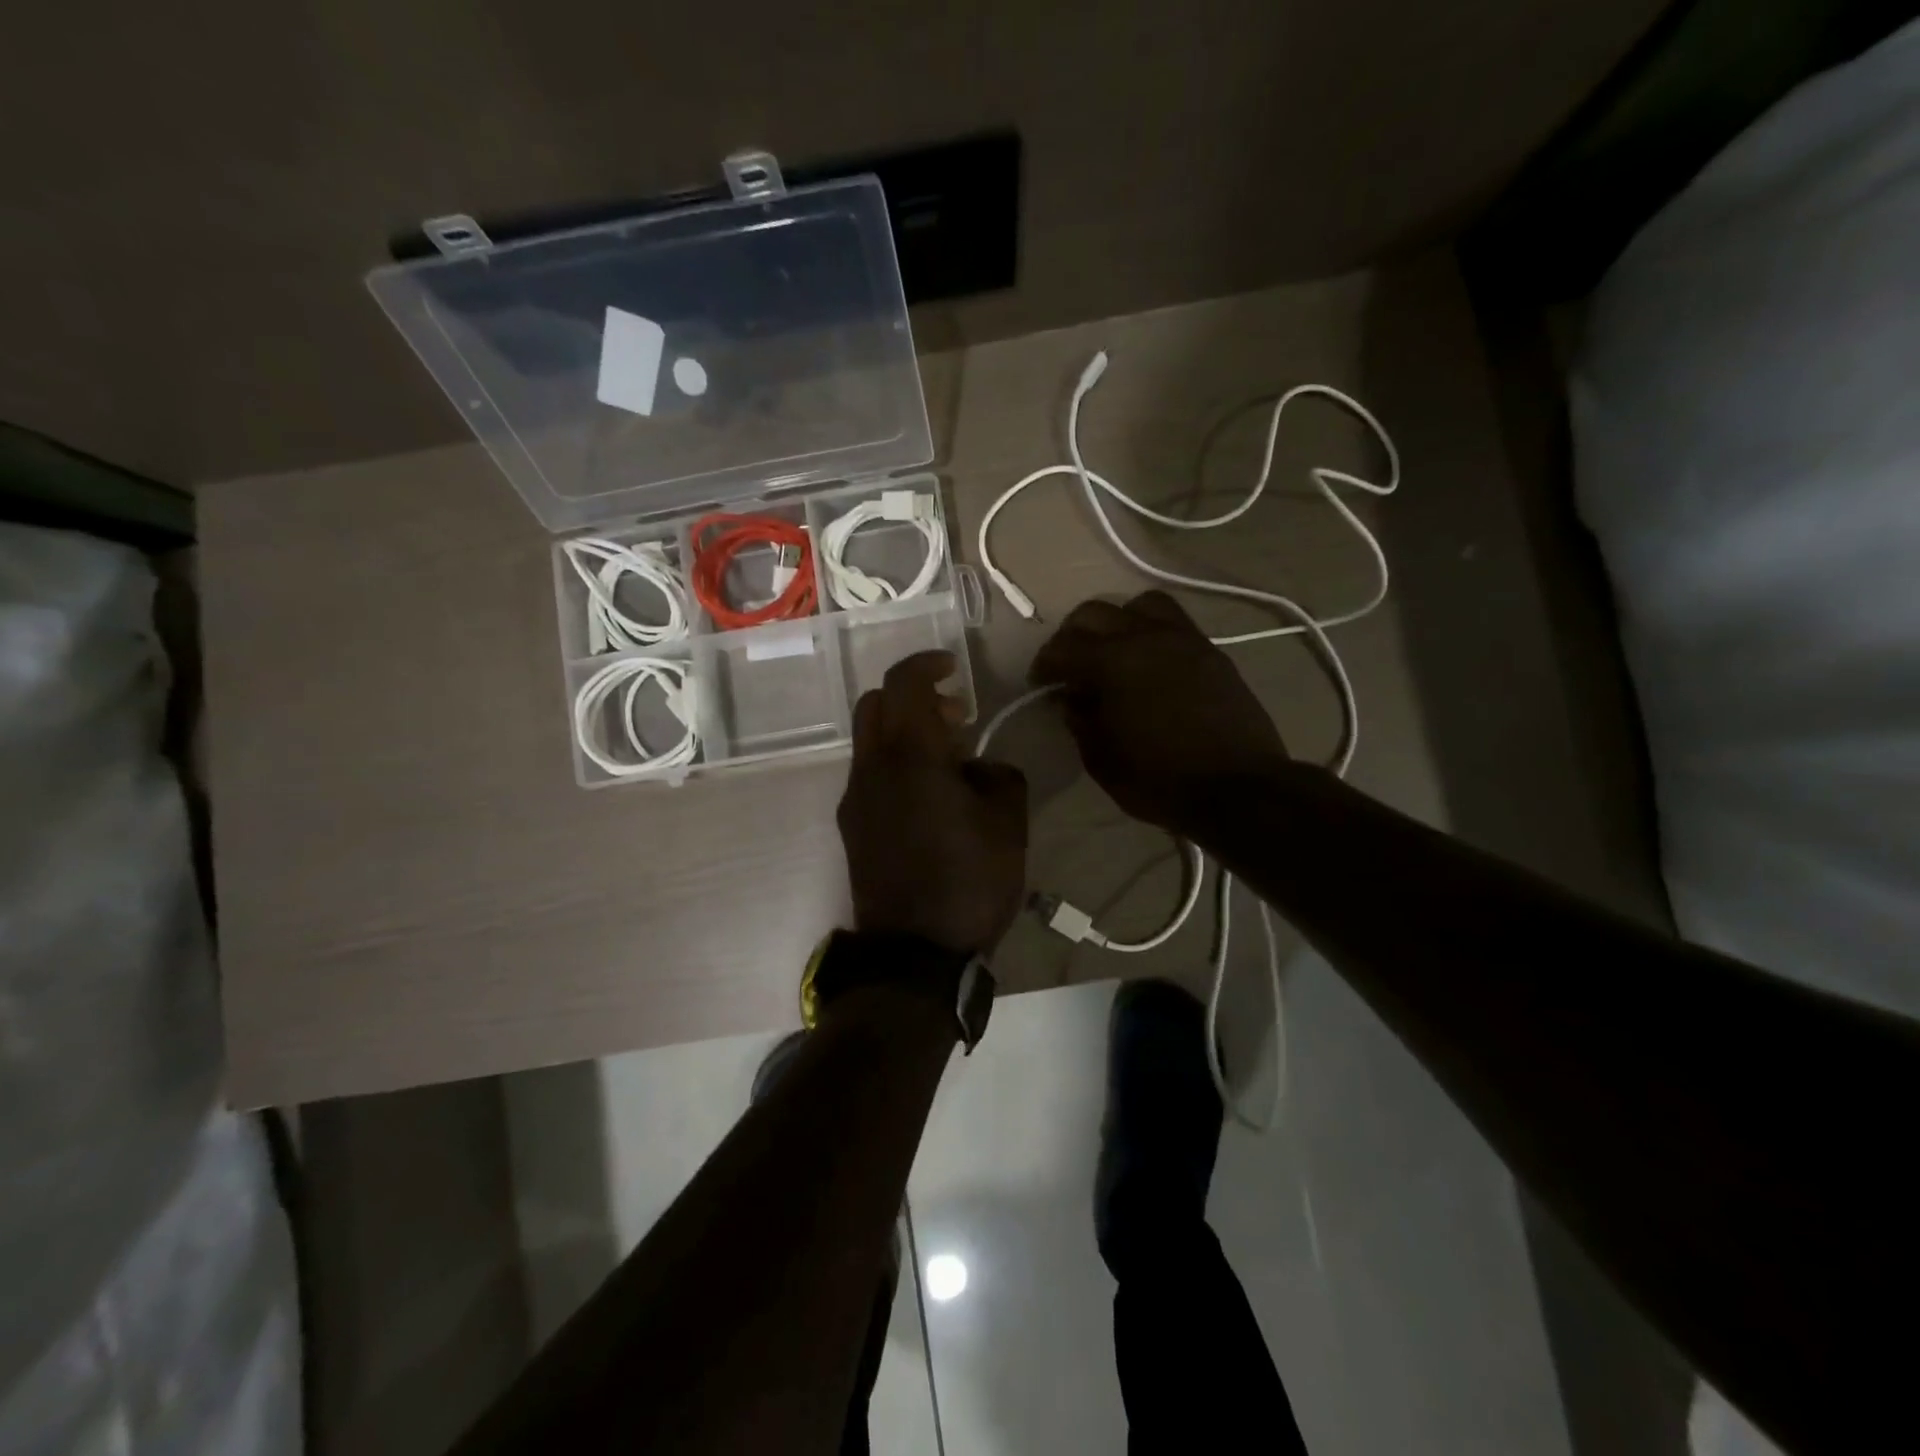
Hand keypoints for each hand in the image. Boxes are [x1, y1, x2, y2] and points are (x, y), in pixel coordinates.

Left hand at [838, 651, 1028, 955]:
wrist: (913, 953)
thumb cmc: (968, 882)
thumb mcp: (1008, 823)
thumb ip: (999, 775)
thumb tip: (979, 767)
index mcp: (909, 756)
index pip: (903, 683)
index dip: (927, 663)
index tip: (954, 668)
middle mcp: (871, 768)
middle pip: (875, 704)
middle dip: (913, 697)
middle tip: (956, 718)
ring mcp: (854, 798)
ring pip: (870, 740)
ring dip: (904, 732)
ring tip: (950, 762)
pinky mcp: (851, 826)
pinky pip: (870, 774)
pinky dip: (895, 763)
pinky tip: (929, 797)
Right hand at [1030, 591, 1287, 832]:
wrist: (1239, 789)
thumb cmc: (1160, 780)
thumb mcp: (1102, 759)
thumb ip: (1080, 720)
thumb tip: (1073, 698)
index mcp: (1114, 662)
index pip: (1063, 647)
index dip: (1045, 665)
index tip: (1040, 683)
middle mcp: (1147, 637)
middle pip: (1096, 613)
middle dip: (1073, 635)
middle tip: (1069, 665)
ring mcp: (1185, 640)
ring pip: (1141, 605)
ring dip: (1118, 621)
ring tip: (1114, 651)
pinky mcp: (1212, 653)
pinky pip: (1175, 624)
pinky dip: (1152, 633)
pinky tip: (1150, 664)